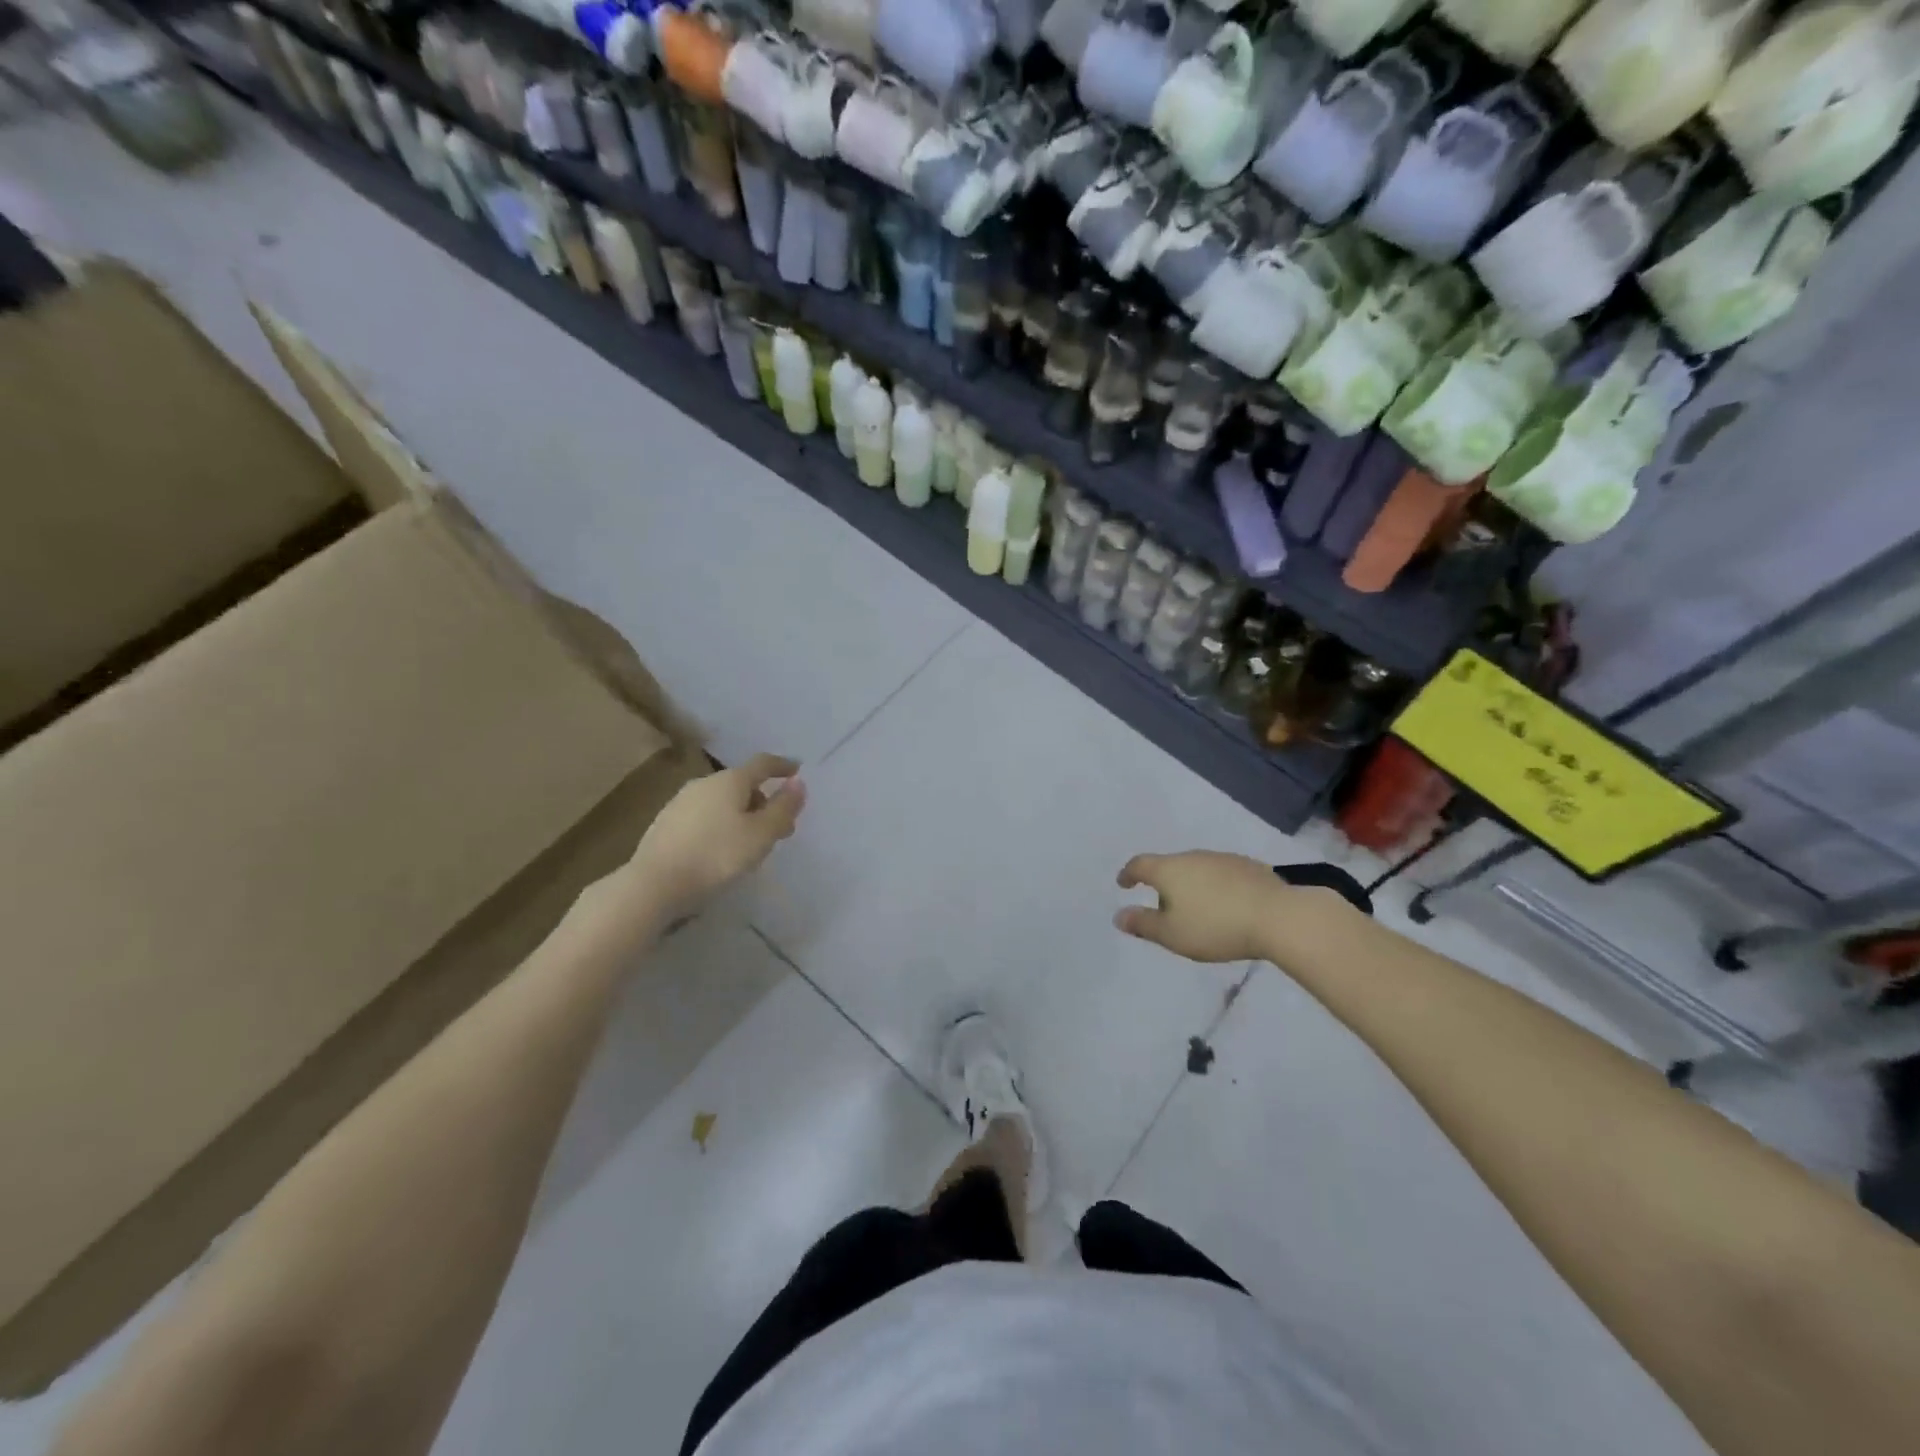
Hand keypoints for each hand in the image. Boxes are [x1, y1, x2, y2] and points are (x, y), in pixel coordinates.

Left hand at [623, 754, 806, 920]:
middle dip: (764, 800)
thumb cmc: (716, 856)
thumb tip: (799, 783)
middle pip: (742, 784)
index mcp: (730, 780)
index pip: (763, 764)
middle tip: (780, 826)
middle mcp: (704, 783)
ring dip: (742, 815)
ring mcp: (681, 802)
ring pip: (722, 801)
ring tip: (752, 843)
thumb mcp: (761, 835)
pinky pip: (705, 815)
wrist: (654, 884)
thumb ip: (783, 808)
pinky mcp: (666, 823)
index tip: (797, 771)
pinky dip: (721, 824)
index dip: (782, 766)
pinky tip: (722, 849)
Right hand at [1114, 851, 1282, 963]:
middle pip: (1169, 866)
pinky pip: (1220, 874)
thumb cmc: (1215, 926)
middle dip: (1163, 884)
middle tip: (1164, 908)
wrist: (1277, 916)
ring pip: (1196, 868)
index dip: (1128, 874)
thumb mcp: (1172, 934)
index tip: (1123, 883)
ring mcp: (1222, 858)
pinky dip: (1214, 886)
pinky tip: (1225, 905)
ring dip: (1190, 885)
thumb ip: (1143, 924)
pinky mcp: (1248, 866)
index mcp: (1169, 870)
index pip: (1140, 864)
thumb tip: (1119, 916)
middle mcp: (1193, 856)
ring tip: (1196, 909)